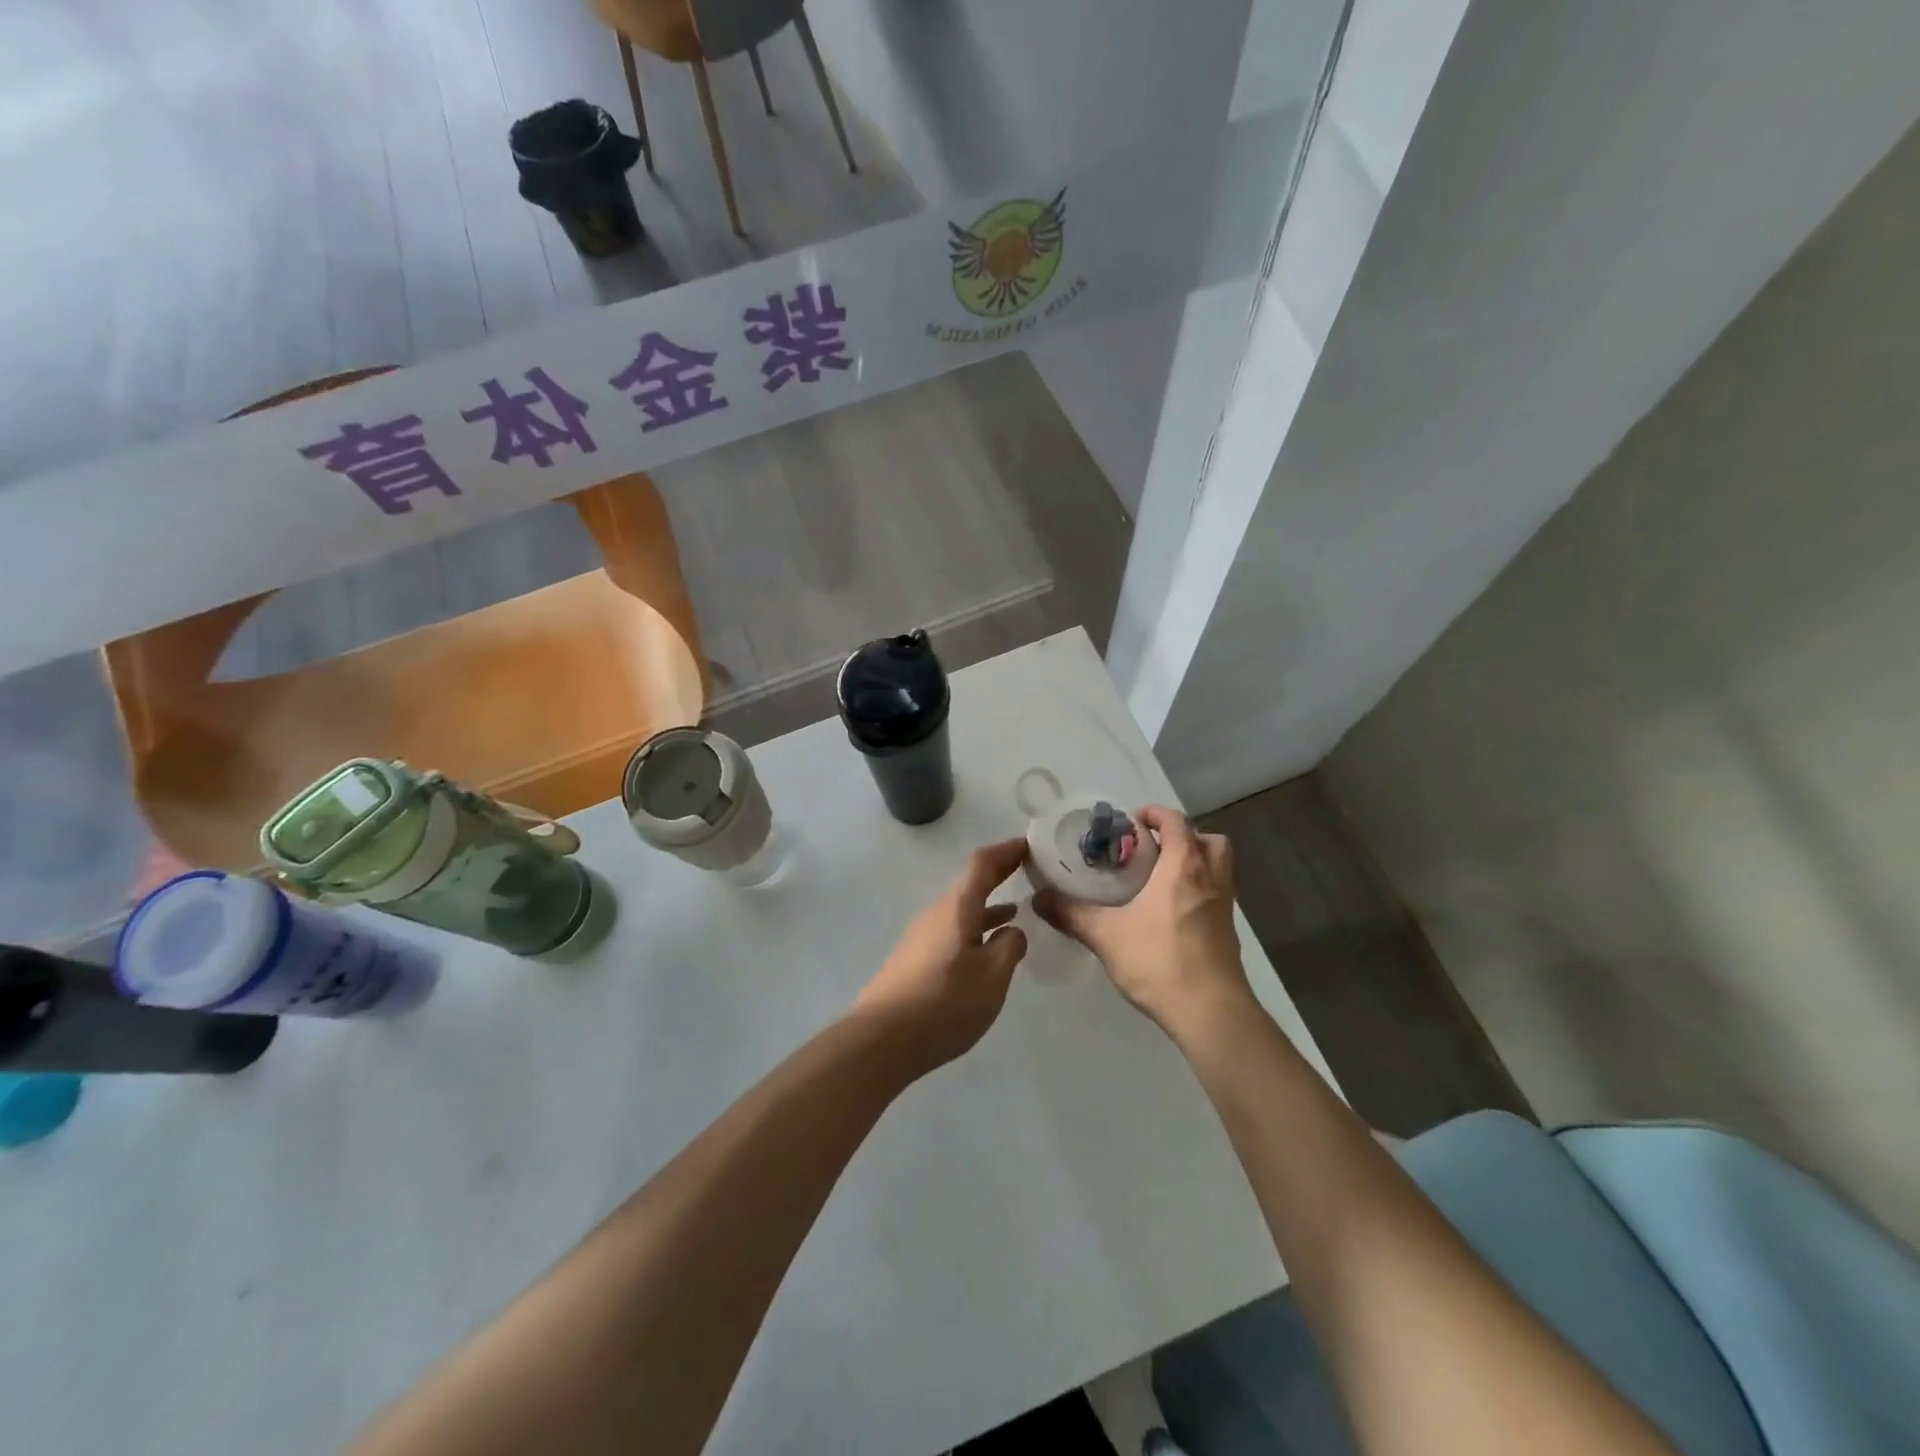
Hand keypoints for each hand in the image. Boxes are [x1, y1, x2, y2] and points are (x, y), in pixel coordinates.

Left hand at [851, 839, 1030, 1078]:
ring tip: (1016, 911)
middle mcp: (936, 913)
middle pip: (970, 884)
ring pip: (961, 911)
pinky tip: (985, 951)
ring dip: (988, 907)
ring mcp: (921, 937)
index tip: (1029, 844)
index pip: (982, 864)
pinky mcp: (914, 960)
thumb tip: (1012, 930)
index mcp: (956, 907)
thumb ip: (1009, 947)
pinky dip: (974, 929)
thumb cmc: (945, 1002)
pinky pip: (951, 932)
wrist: (882, 1040)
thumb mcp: (992, 976)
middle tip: (1028, 871)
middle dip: (999, 876)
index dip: (1006, 851)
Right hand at [1032, 806, 1250, 1039]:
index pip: (1177, 822)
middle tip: (1154, 849)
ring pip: (1219, 869)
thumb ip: (1072, 914)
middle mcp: (1210, 879)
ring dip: (1195, 864)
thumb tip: (1038, 898)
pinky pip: (1217, 897)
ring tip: (1161, 879)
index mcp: (1184, 867)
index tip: (1134, 820)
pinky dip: (1198, 893)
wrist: (1210, 1013)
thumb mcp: (1106, 936)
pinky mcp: (1229, 934)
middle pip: (1209, 840)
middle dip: (1185, 836)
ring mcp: (1225, 908)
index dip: (1157, 814)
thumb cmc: (1159, 961)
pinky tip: (1170, 915)